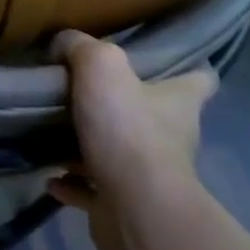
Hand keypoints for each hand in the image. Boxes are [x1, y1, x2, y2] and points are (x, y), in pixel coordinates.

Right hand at [47, 29, 216, 249]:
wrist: (135, 207)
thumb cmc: (128, 131)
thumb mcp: (102, 67)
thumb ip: (82, 47)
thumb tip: (64, 41)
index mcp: (178, 103)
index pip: (200, 79)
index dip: (188, 67)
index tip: (163, 59)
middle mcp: (172, 137)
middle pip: (154, 115)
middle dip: (124, 106)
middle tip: (84, 91)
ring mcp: (149, 175)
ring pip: (119, 153)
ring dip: (91, 147)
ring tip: (54, 134)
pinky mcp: (123, 204)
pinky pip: (92, 189)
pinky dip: (72, 183)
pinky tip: (49, 176)